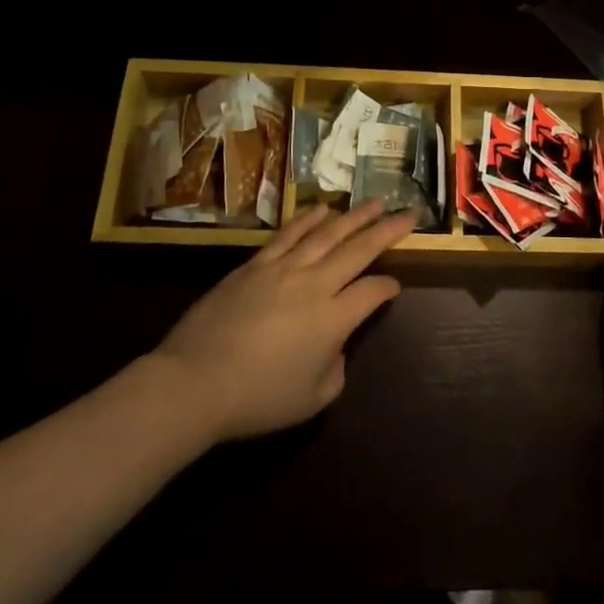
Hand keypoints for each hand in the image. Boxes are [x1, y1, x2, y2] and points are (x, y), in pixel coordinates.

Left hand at [145, 201, 411, 441]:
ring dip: (354, 216)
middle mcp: (315, 285)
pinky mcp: (255, 265)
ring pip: (327, 234)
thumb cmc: (257, 399)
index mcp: (333, 319)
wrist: (194, 382)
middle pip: (358, 250)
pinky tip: (322, 209)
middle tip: (408, 212)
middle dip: (387, 230)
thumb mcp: (311, 400)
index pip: (372, 292)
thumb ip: (334, 370)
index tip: (395, 286)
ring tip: (374, 202)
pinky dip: (308, 219)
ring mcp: (283, 269)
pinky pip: (288, 235)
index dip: (387, 287)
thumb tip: (335, 347)